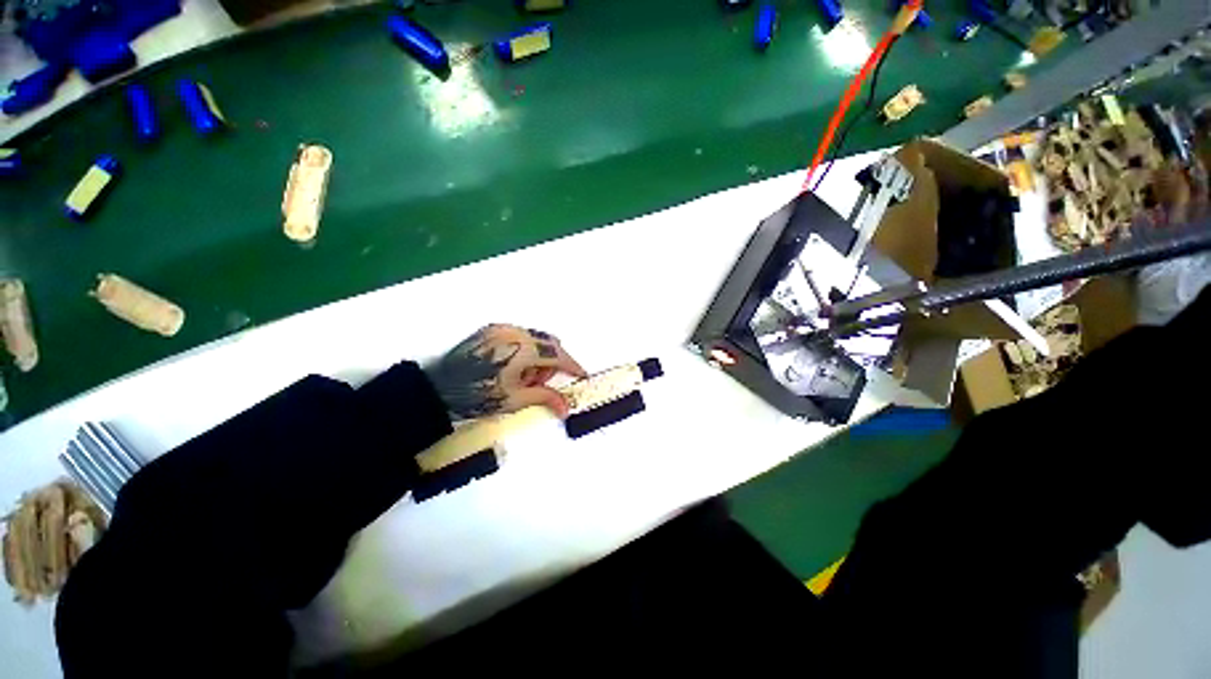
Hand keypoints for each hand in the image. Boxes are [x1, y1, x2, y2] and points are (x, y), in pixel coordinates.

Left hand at [427, 324, 587, 419]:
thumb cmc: (478, 395)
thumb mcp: (515, 400)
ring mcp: (502, 329)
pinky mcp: (492, 329)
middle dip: (553, 363)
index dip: (572, 366)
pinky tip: (512, 367)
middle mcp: (515, 333)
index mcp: (523, 349)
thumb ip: (545, 398)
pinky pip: (520, 336)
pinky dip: (526, 349)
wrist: (438, 388)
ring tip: (522, 377)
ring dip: (540, 356)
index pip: (558, 355)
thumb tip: (566, 408)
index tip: (581, 375)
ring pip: (536, 338)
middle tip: (540, 384)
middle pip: (550, 344)